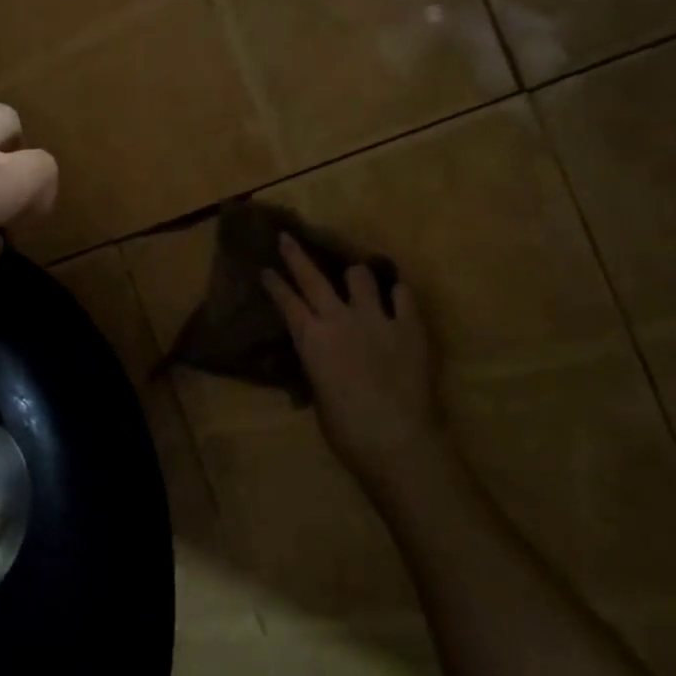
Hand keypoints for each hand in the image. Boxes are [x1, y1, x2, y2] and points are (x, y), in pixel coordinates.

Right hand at [262, 233, 441, 495]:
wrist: (396, 438)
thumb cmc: (347, 430)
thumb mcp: (319, 394)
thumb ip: (319, 364)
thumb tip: (320, 358)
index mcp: (311, 339)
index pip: (286, 301)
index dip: (275, 283)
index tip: (266, 268)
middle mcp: (338, 318)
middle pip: (312, 277)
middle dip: (296, 255)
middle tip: (287, 238)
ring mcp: (375, 317)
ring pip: (360, 275)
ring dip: (355, 275)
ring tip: (356, 278)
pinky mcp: (408, 324)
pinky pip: (402, 294)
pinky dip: (397, 293)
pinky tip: (396, 297)